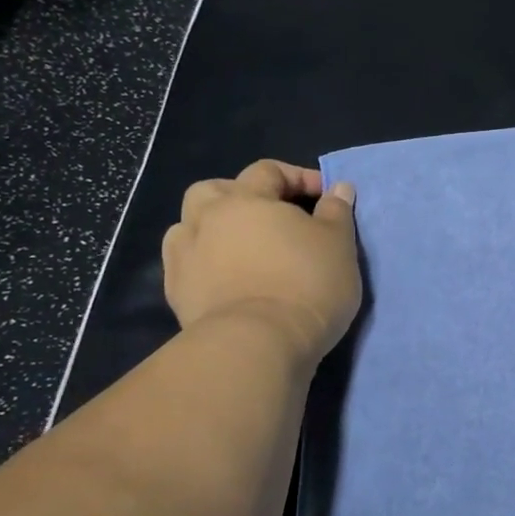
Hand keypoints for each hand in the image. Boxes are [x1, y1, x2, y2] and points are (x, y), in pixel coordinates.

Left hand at [163, 160, 361, 362]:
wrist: (258, 344)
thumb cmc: (307, 283)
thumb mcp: (338, 244)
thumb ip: (336, 211)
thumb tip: (338, 187)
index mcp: (246, 199)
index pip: (268, 171)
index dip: (299, 177)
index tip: (326, 197)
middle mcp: (207, 219)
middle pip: (215, 191)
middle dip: (241, 195)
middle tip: (271, 216)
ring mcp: (185, 256)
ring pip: (191, 226)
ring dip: (215, 228)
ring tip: (243, 248)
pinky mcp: (176, 293)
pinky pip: (188, 263)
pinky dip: (205, 262)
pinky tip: (227, 278)